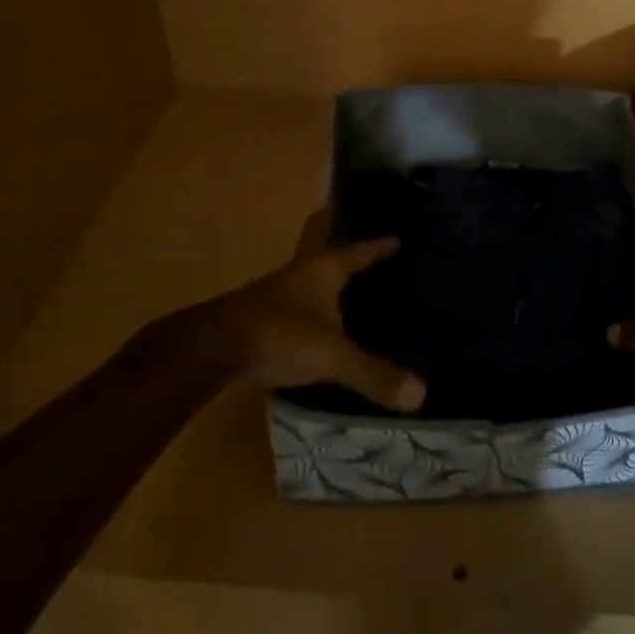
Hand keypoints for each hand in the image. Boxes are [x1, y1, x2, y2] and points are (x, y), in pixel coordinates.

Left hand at [229, 210, 424, 411]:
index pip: (358, 252)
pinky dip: (307, 311)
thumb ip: (373, 374)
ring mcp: (274, 293)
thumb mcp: (333, 356)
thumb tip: (421, 394)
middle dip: (347, 257)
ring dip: (325, 285)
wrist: (213, 349)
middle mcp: (299, 274)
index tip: (396, 239)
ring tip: (347, 294)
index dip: (378, 247)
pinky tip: (312, 327)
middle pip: (328, 257)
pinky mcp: (256, 316)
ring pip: (307, 281)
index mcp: (323, 271)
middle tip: (370, 259)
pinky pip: (292, 306)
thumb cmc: (281, 336)